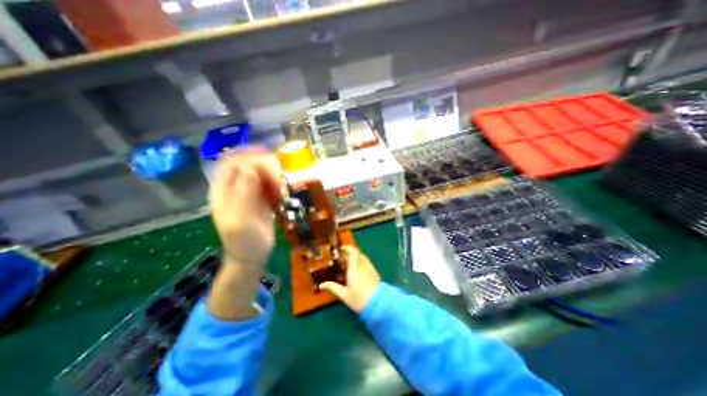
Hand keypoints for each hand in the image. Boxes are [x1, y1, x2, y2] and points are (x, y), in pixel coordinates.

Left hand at [208, 149, 283, 265]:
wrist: (251, 256)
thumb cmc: (243, 241)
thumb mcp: (241, 219)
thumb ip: (244, 193)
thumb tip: (251, 168)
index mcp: (223, 192)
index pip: (230, 163)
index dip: (245, 154)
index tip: (265, 155)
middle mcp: (234, 189)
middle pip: (247, 166)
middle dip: (264, 167)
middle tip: (279, 177)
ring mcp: (249, 193)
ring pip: (260, 175)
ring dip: (273, 177)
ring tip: (282, 188)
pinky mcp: (261, 199)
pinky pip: (269, 185)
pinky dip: (277, 186)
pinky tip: (282, 194)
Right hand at [320, 246, 380, 313]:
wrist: (378, 304)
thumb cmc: (359, 299)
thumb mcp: (344, 295)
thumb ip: (333, 287)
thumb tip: (321, 285)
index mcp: (355, 268)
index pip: (353, 252)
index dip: (347, 248)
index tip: (340, 249)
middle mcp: (363, 265)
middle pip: (357, 254)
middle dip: (349, 254)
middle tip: (341, 259)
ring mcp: (370, 268)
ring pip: (362, 258)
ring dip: (355, 258)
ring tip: (348, 264)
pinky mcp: (374, 273)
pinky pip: (366, 263)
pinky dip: (360, 262)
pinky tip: (357, 271)